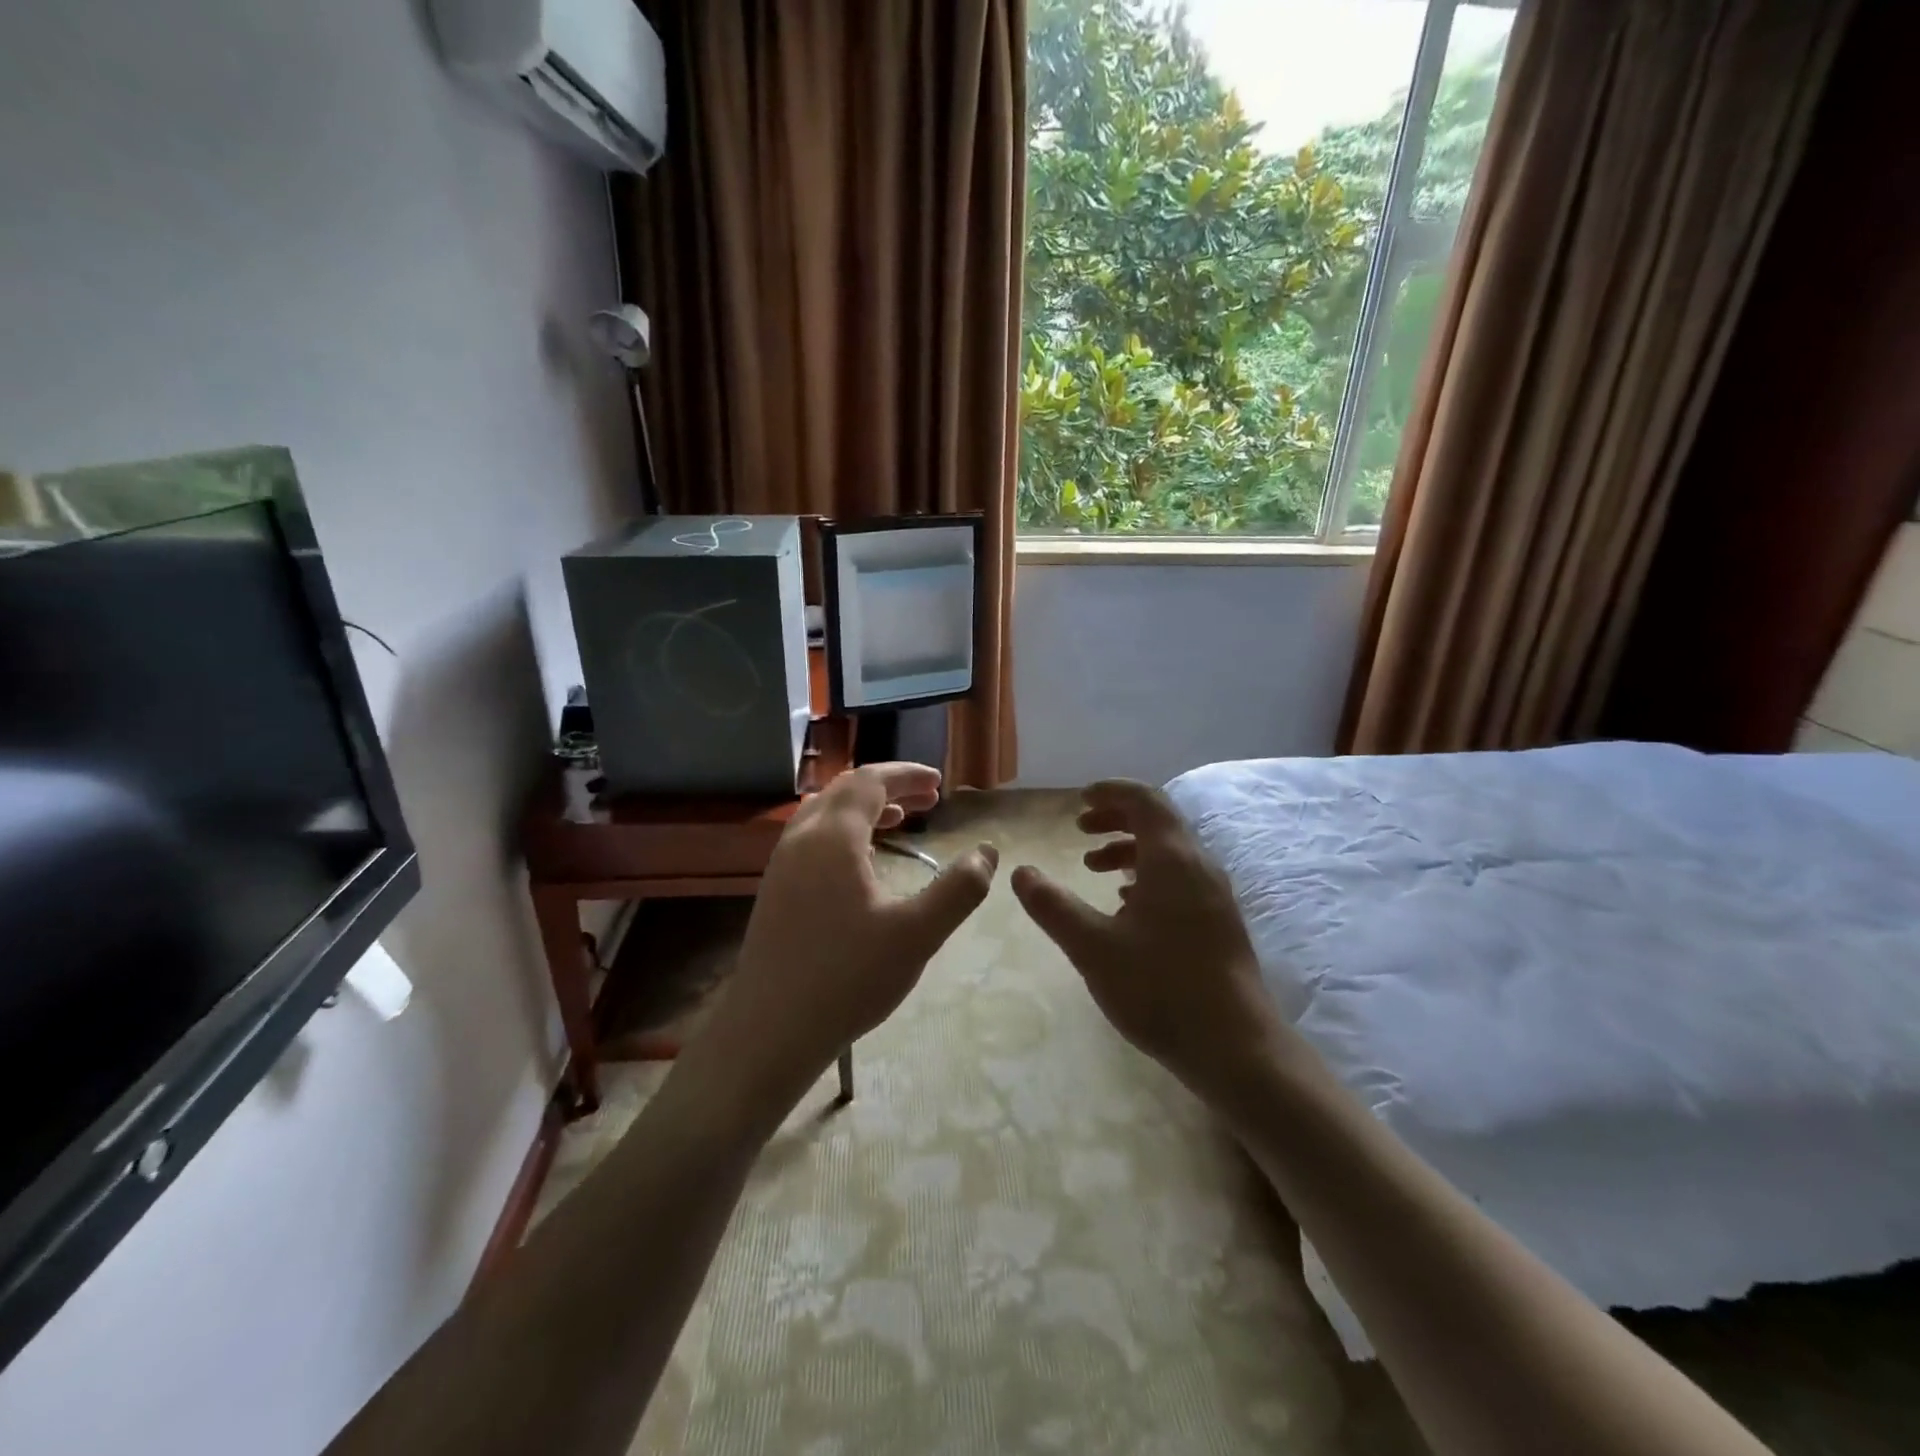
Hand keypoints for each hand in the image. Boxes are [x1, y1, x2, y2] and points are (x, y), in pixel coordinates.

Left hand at [693, 762, 997, 1121]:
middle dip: (889, 788)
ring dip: (865, 809)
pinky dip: (846, 832)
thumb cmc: (847, 977)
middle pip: (846, 791)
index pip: (870, 781)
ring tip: (901, 820)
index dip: (906, 775)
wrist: (770, 1030)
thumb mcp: (917, 934)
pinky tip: (863, 862)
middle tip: (928, 799)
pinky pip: (813, 839)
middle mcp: (801, 839)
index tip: (939, 783)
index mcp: (833, 837)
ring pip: (825, 814)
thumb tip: (987, 852)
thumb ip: (958, 889)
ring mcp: (781, 865)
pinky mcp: (775, 891)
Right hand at [1009, 779, 1278, 1098]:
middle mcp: (1199, 865)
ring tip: (1093, 867)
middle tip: (1079, 830)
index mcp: (1172, 859)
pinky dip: (1147, 874)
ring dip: (1129, 848)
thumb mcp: (1092, 947)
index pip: (1144, 799)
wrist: (1236, 1047)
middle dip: (1115, 818)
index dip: (1110, 792)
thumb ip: (1053, 906)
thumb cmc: (1161, 988)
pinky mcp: (1218, 920)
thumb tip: (1020, 872)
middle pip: (1158, 820)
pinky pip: (1180, 877)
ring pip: (1169, 851)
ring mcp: (1214, 894)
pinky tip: (1125, 905)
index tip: (1078, 801)